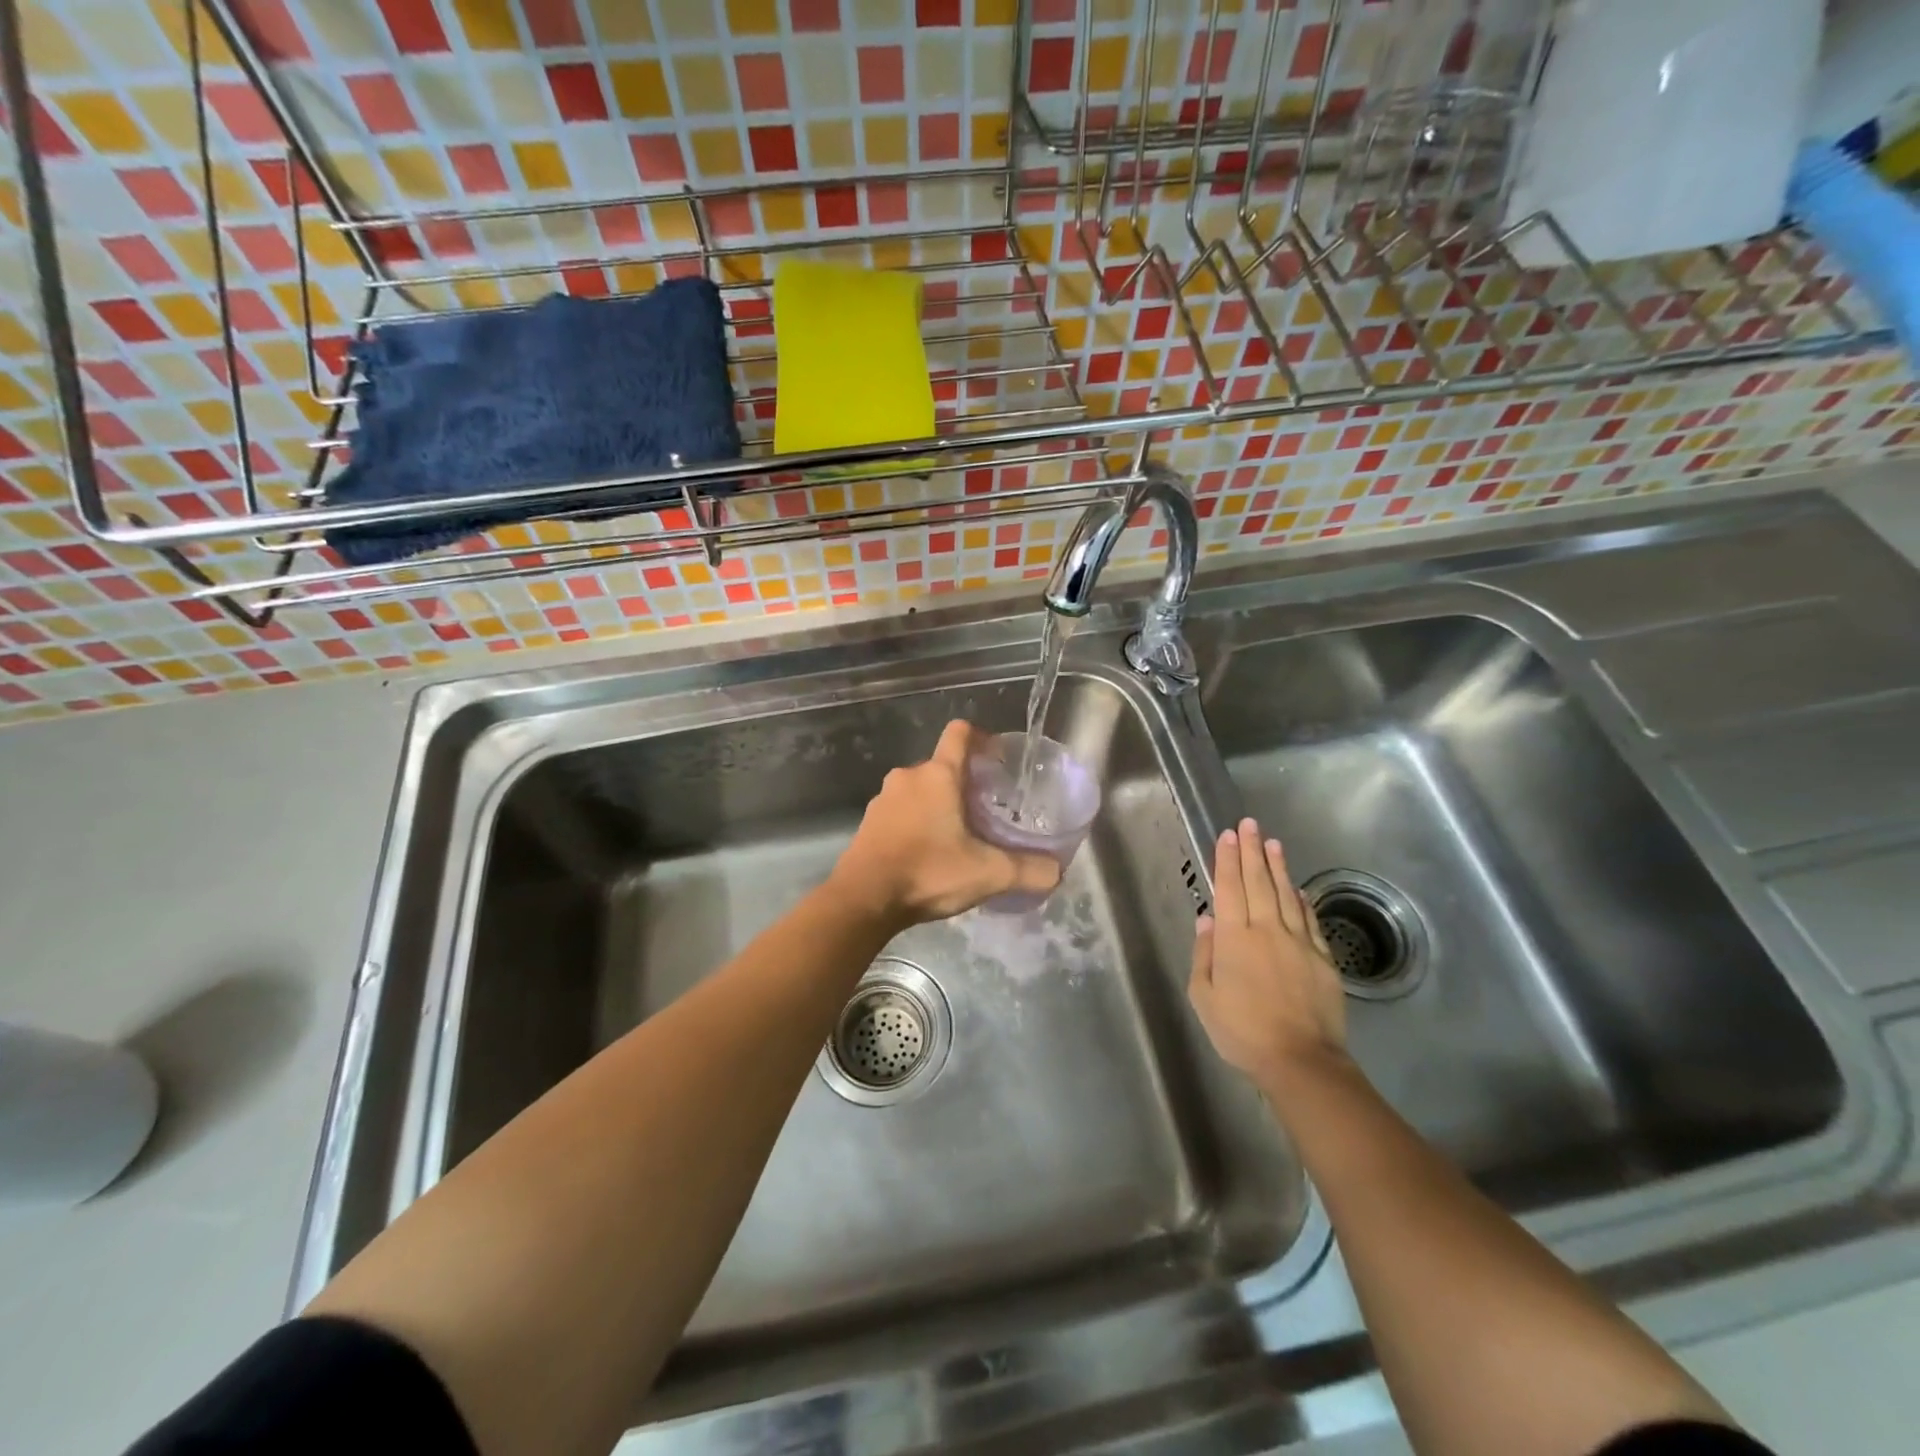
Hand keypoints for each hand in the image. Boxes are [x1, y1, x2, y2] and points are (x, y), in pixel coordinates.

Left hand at [830, 720, 1061, 927]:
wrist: (863, 900)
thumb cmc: (928, 872)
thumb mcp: (987, 874)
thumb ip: (1027, 870)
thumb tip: (1057, 871)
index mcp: (938, 775)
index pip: (959, 733)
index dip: (981, 737)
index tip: (997, 757)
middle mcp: (908, 777)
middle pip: (942, 766)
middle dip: (965, 784)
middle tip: (987, 812)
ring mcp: (883, 799)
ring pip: (920, 791)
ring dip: (939, 805)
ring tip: (959, 836)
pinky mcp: (869, 823)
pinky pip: (901, 812)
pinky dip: (917, 823)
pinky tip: (928, 853)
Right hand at [1188, 818, 1347, 1087]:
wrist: (1300, 1060)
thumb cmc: (1241, 1031)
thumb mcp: (1204, 996)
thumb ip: (1204, 954)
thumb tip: (1207, 919)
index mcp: (1234, 938)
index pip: (1229, 888)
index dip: (1227, 859)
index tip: (1228, 835)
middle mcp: (1266, 930)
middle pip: (1258, 882)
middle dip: (1253, 851)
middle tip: (1250, 824)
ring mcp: (1299, 942)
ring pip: (1286, 895)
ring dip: (1278, 867)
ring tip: (1274, 843)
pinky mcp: (1323, 958)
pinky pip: (1310, 920)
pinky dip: (1303, 900)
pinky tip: (1298, 888)